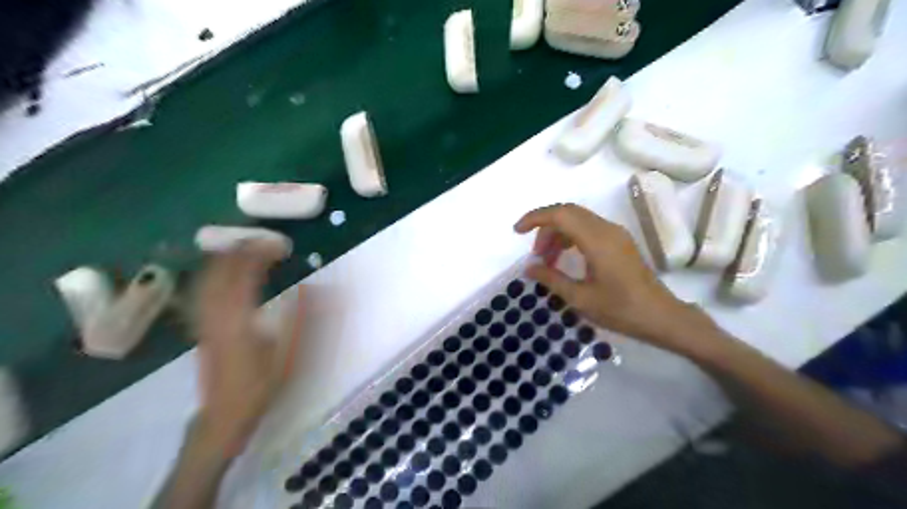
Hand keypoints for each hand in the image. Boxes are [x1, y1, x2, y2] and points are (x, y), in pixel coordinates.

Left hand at [194, 241, 302, 455]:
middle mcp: (215, 314)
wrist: (223, 415)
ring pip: (208, 278)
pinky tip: (224, 273)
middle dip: (242, 249)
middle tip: (265, 241)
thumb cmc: (259, 385)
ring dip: (227, 258)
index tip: (281, 246)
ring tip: (247, 248)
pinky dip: (215, 273)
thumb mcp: (288, 353)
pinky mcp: (200, 327)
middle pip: (221, 270)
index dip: (261, 254)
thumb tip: (314, 288)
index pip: (244, 274)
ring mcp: (203, 320)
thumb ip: (301, 318)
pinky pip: (203, 290)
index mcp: (238, 318)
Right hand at [517, 202, 714, 356]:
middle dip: (545, 227)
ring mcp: (615, 234)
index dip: (535, 218)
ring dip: (558, 233)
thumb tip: (529, 267)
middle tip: (535, 254)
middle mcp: (606, 229)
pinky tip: (565, 258)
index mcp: (597, 240)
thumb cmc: (620, 310)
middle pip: (568, 213)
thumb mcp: (580, 298)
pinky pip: (589, 229)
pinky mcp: (619, 241)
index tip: (517, 232)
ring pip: (578, 220)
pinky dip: (571, 237)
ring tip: (547, 259)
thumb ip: (551, 278)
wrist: (661, 317)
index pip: (560, 214)